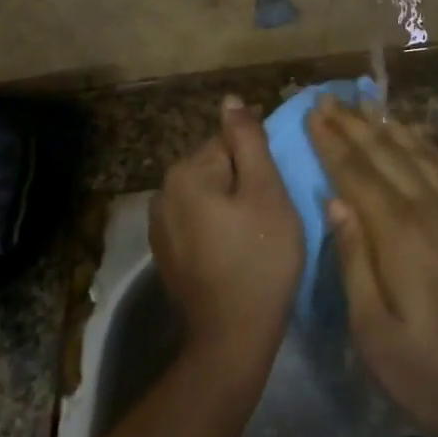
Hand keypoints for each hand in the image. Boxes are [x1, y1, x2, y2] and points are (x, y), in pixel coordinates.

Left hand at [151, 96, 302, 374]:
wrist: (232, 336)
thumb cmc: (259, 257)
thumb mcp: (266, 191)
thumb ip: (248, 140)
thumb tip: (231, 100)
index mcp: (186, 171)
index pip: (229, 141)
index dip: (259, 159)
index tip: (277, 185)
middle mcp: (163, 191)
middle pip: (216, 165)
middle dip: (243, 179)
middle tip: (271, 210)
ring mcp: (160, 224)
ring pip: (207, 193)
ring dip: (230, 201)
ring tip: (256, 229)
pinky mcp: (165, 251)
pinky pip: (197, 219)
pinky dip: (216, 223)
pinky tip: (235, 247)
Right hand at [307, 97, 437, 436]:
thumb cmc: (428, 373)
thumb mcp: (373, 330)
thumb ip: (353, 259)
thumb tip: (333, 202)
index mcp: (400, 233)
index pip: (357, 174)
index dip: (331, 143)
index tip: (311, 114)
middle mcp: (430, 210)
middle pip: (386, 154)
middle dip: (353, 125)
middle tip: (327, 98)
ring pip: (416, 154)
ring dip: (386, 126)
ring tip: (363, 104)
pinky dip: (422, 144)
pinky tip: (413, 135)